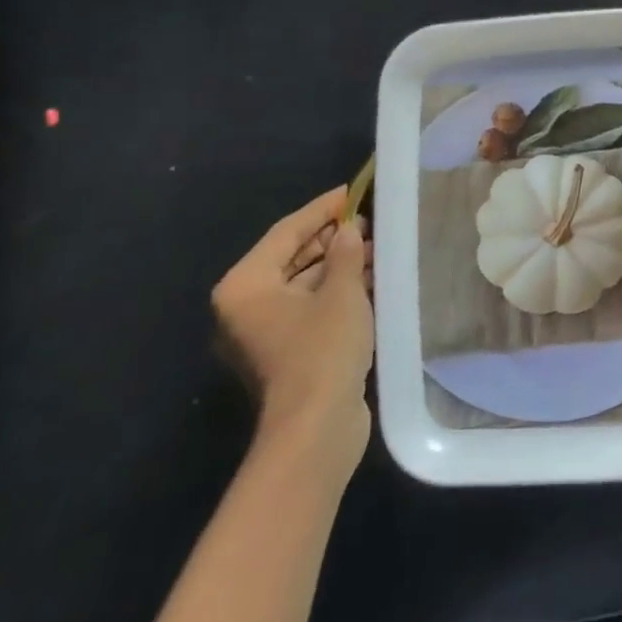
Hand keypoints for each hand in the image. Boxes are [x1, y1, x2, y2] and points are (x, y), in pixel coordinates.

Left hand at [211, 186, 374, 468]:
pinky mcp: (286, 352)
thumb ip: (346, 253)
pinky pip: (310, 307)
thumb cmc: (321, 350)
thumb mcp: (342, 292)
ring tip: (377, 245)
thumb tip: (350, 230)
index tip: (352, 192)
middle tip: (370, 219)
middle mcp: (246, 306)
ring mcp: (264, 332)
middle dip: (332, 238)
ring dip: (339, 265)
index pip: (286, 232)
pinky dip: (337, 291)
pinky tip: (370, 277)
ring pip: (304, 283)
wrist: (316, 429)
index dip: (322, 209)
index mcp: (245, 286)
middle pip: (292, 257)